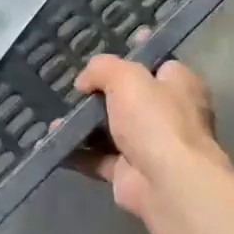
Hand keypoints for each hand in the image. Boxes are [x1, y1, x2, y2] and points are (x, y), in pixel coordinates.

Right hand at [70, 54, 229, 221]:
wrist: (167, 184)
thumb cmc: (155, 119)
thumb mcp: (126, 77)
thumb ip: (102, 68)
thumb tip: (84, 82)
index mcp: (179, 85)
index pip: (157, 63)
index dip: (134, 55)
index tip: (107, 50)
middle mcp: (168, 114)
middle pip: (130, 96)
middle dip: (101, 92)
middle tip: (74, 86)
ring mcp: (149, 146)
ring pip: (111, 128)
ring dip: (83, 123)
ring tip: (57, 115)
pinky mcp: (129, 173)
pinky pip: (97, 157)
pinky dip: (76, 151)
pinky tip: (54, 140)